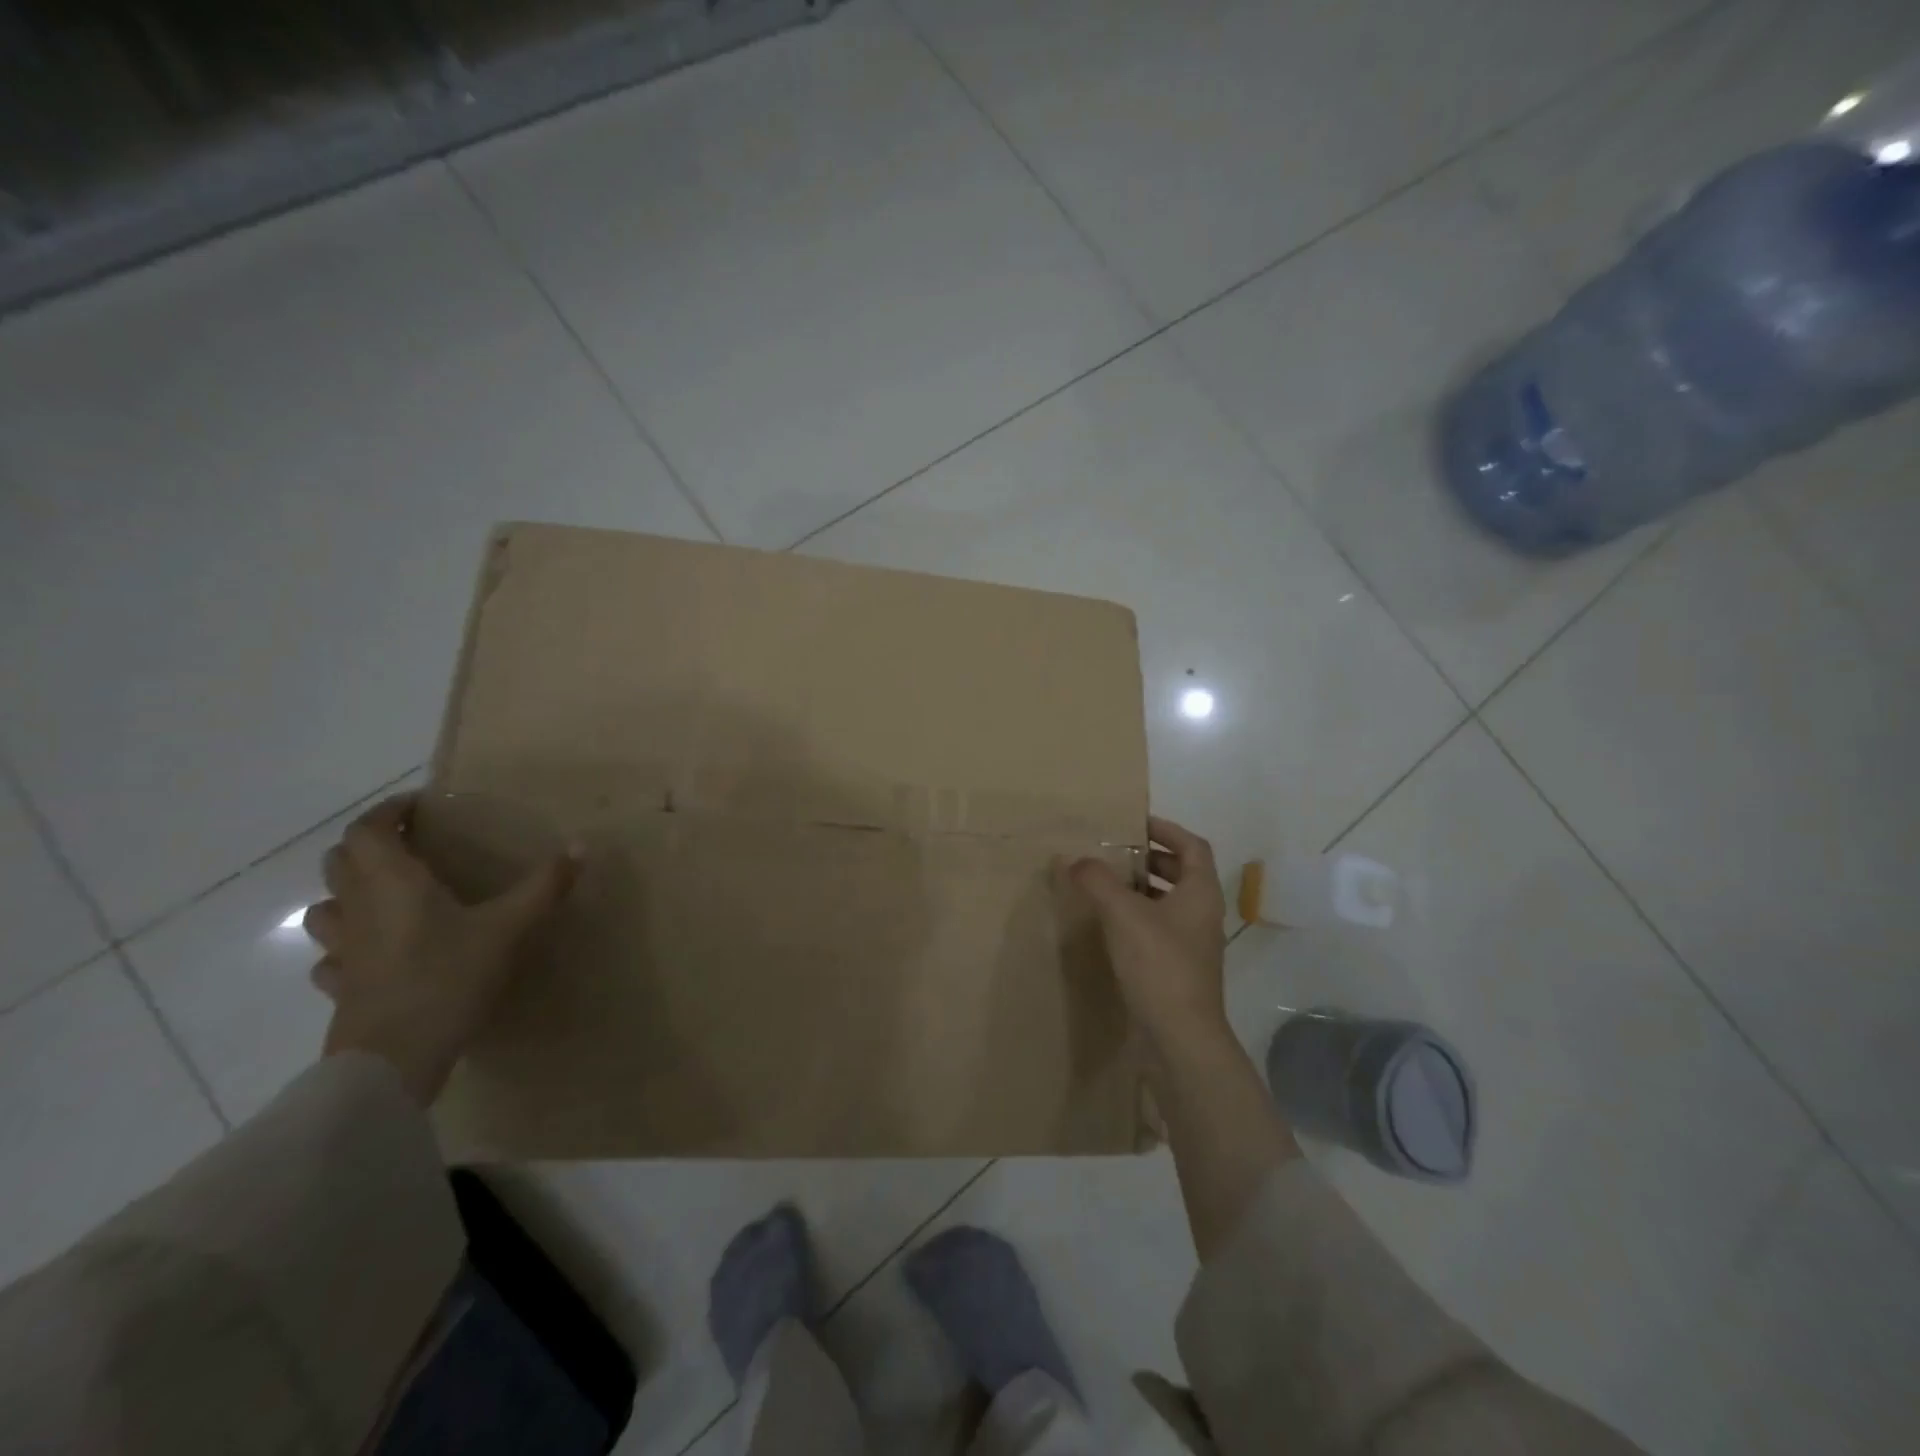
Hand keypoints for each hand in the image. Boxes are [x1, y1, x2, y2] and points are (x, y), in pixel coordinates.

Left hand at [304, 794, 574, 1105]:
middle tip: (409, 845)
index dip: (387, 811)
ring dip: (348, 891)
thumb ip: (544, 886)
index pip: (367, 829)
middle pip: (340, 860)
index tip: (418, 807)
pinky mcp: (339, 988)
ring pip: (325, 906)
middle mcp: (359, 908)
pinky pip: (330, 955)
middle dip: (369, 845)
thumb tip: (580, 845)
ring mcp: (342, 950)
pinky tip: (372, 953)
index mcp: (393, 883)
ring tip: (386, 895)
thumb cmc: (448, 978)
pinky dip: (345, 944)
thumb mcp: (509, 928)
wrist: (393, 1060)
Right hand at [1067, 816, 1228, 1052]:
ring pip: (1170, 902)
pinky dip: (1139, 916)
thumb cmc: (1159, 964)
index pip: (1192, 845)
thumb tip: (1073, 858)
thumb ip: (1097, 881)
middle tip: (1115, 853)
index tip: (1135, 823)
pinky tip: (1110, 925)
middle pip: (1183, 872)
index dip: (1166, 829)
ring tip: (1106, 884)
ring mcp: (1194, 943)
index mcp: (1201, 892)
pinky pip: (1160, 928)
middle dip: (1150, 859)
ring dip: (1142, 888)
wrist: (1181, 1037)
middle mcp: (1204, 913)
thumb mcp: (1123, 914)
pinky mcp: (1180, 968)